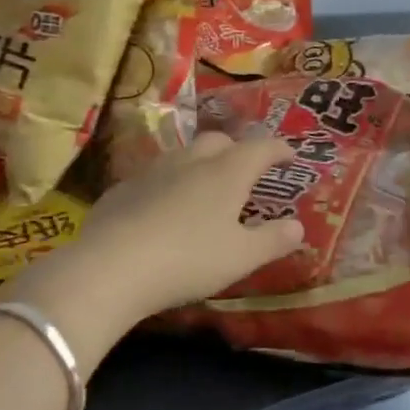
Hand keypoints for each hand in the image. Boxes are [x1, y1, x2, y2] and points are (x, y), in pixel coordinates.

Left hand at [15, 132, 304, 353]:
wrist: (112, 267)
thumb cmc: (189, 259)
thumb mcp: (242, 257)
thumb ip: (273, 240)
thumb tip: (298, 226)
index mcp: (227, 173)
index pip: (260, 149)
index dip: (279, 150)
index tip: (291, 155)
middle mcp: (191, 162)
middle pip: (219, 142)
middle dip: (237, 150)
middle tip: (247, 169)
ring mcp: (152, 172)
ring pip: (183, 155)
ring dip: (200, 163)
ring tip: (205, 186)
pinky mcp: (122, 190)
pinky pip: (154, 177)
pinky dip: (168, 184)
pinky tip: (164, 208)